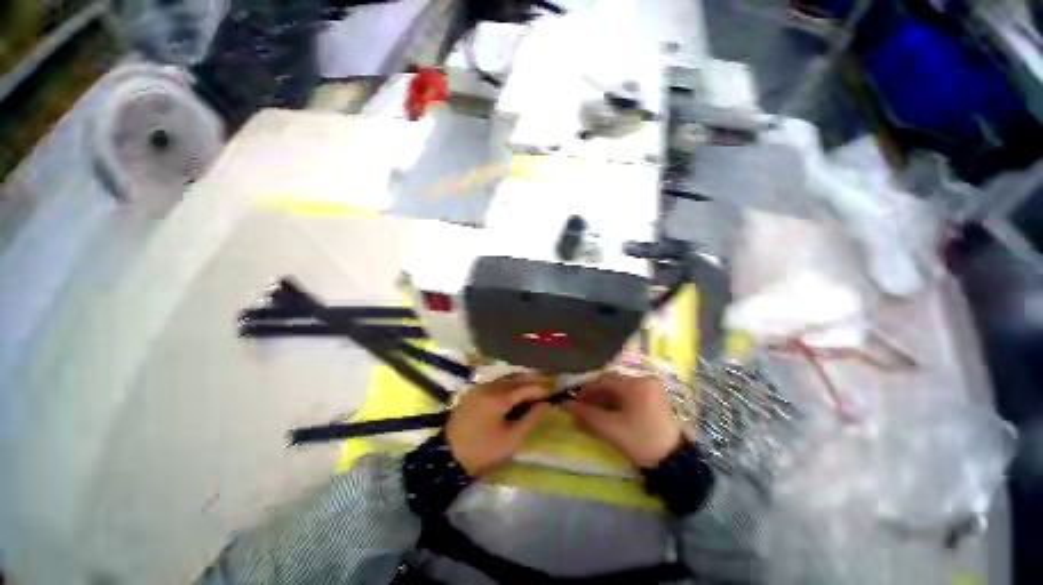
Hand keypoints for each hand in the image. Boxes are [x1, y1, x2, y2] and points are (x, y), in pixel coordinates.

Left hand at [446, 374, 551, 475]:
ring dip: (518, 381)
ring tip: (531, 388)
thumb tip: (545, 404)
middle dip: (531, 381)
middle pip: (515, 378)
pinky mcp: (472, 391)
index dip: (541, 389)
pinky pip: (494, 383)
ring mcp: (479, 387)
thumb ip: (530, 419)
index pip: (526, 387)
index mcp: (499, 397)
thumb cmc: (483, 450)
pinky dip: (506, 384)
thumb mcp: (511, 439)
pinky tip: (512, 391)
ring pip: (504, 378)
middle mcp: (489, 386)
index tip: (553, 392)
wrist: (447, 456)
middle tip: (545, 387)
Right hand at [563, 373, 683, 467]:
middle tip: (582, 407)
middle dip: (595, 395)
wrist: (676, 462)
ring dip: (605, 399)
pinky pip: (630, 396)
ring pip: (621, 390)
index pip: (604, 380)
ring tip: (593, 412)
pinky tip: (609, 414)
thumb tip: (565, 405)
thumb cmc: (642, 442)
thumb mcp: (611, 428)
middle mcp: (644, 381)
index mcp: (635, 384)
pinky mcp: (655, 399)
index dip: (586, 390)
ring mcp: (651, 390)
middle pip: (612, 384)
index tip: (574, 401)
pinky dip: (617, 403)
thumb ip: (587, 414)